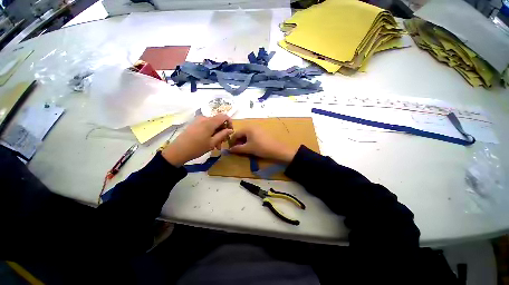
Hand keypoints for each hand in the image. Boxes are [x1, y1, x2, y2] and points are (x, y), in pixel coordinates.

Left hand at [162, 114, 232, 165]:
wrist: (177, 151)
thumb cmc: (197, 148)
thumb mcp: (212, 142)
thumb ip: (223, 134)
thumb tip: (231, 130)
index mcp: (210, 122)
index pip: (224, 116)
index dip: (230, 123)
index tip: (230, 132)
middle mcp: (204, 118)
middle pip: (218, 121)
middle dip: (223, 131)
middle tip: (223, 143)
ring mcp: (198, 121)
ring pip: (213, 125)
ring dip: (217, 134)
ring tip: (216, 146)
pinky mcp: (194, 124)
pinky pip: (206, 126)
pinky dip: (210, 133)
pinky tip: (209, 142)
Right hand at [229, 126, 296, 162]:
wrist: (277, 149)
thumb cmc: (261, 148)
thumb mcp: (248, 149)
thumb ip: (237, 149)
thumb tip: (229, 150)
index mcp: (247, 128)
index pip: (236, 134)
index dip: (232, 142)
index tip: (231, 149)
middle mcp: (252, 126)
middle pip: (242, 133)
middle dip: (238, 141)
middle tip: (237, 149)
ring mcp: (258, 129)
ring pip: (247, 134)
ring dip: (244, 141)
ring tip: (244, 149)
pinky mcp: (263, 132)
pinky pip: (253, 135)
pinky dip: (250, 140)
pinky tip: (251, 146)